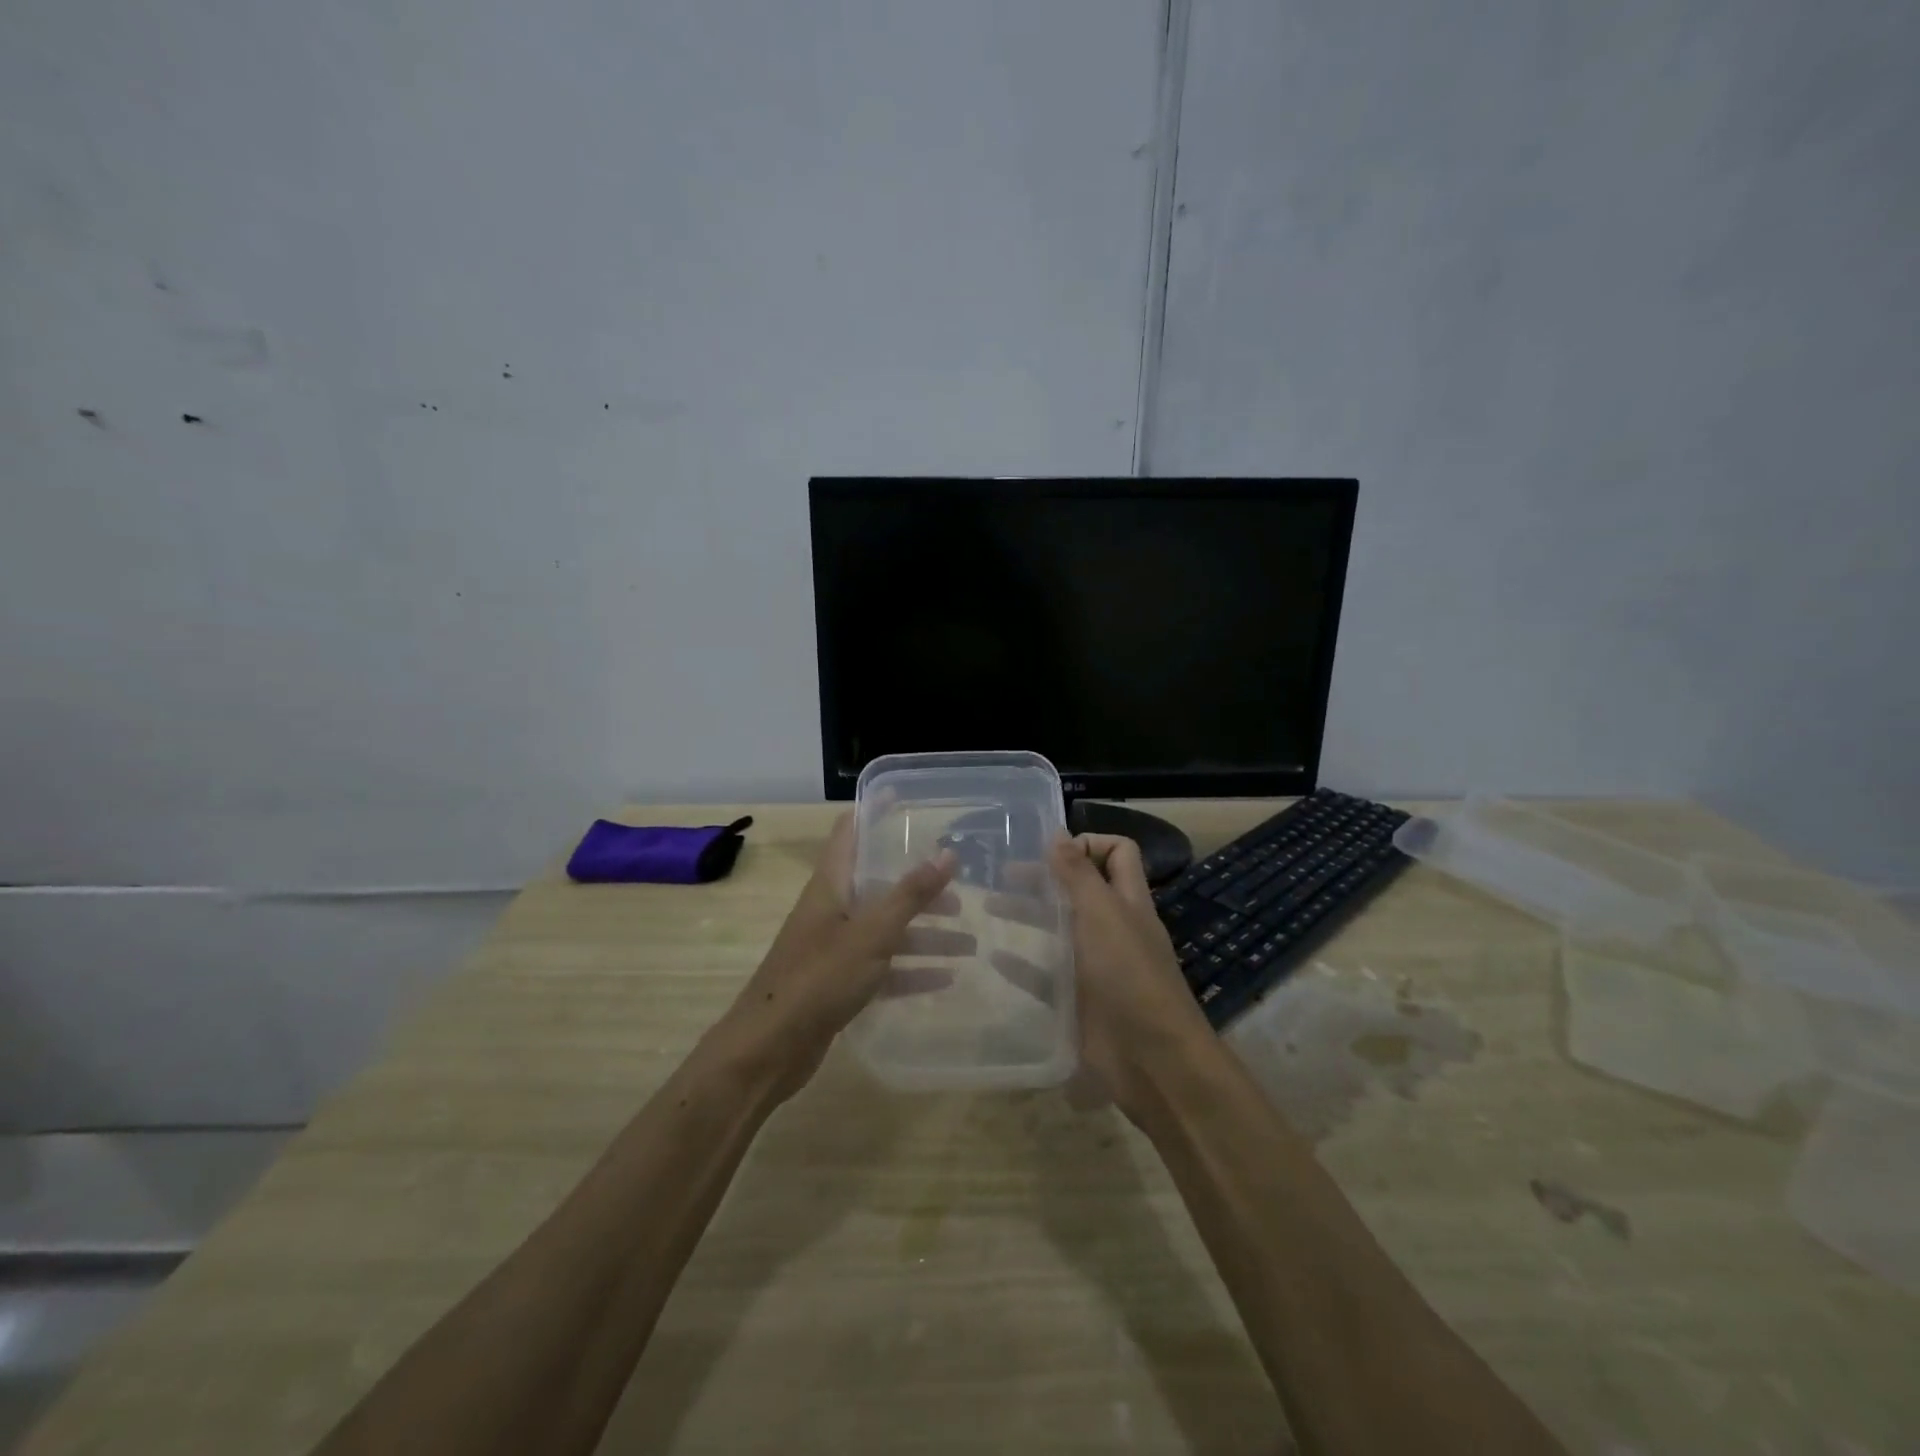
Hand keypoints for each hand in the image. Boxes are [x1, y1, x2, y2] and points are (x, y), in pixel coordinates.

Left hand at [717, 812, 961, 1099]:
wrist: (769, 1049)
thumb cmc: (818, 978)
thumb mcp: (871, 933)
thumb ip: (910, 894)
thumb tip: (948, 852)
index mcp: (831, 885)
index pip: (851, 831)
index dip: (875, 810)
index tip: (906, 796)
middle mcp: (831, 909)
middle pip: (879, 884)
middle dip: (919, 885)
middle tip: (961, 888)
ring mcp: (834, 947)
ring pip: (886, 929)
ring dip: (924, 934)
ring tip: (969, 942)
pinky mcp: (838, 982)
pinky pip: (882, 967)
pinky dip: (911, 970)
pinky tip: (945, 978)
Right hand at [993, 834, 1212, 1119]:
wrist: (1152, 1060)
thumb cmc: (1129, 976)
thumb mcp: (1103, 914)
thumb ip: (1078, 874)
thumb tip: (1058, 832)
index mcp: (1127, 900)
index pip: (1117, 852)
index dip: (1088, 843)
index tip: (1050, 851)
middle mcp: (1113, 927)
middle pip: (1078, 888)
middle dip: (1044, 877)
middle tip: (1002, 876)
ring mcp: (1096, 965)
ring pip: (1059, 928)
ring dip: (1028, 914)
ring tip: (988, 908)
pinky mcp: (1079, 999)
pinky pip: (1045, 974)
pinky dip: (1022, 963)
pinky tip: (994, 957)